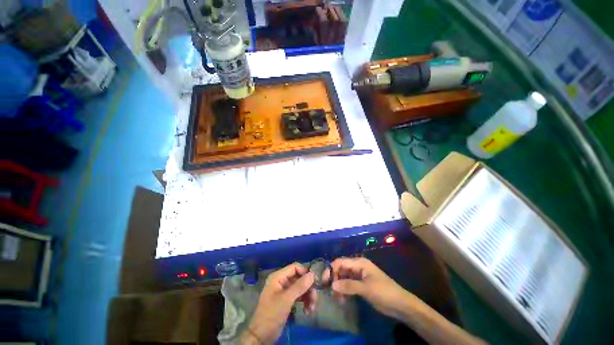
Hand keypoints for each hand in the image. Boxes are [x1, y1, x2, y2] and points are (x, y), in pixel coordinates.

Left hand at [240, 263, 315, 343]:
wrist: (261, 336)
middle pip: (299, 278)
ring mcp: (284, 291)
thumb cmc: (272, 314)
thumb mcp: (286, 299)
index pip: (295, 267)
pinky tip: (308, 311)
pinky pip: (299, 296)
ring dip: (308, 296)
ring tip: (312, 308)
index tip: (315, 282)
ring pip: (300, 288)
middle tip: (315, 298)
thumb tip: (312, 274)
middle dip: (308, 288)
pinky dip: (304, 302)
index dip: (305, 272)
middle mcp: (281, 281)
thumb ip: (300, 286)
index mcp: (278, 277)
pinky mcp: (287, 300)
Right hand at [330, 257, 410, 319]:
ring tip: (337, 299)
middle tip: (330, 292)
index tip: (325, 281)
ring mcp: (359, 276)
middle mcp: (358, 267)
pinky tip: (342, 299)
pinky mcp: (361, 285)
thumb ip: (349, 285)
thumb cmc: (384, 292)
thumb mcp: (366, 289)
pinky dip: (344, 290)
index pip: (341, 262)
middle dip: (335, 279)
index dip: (332, 269)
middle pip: (341, 269)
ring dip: (339, 286)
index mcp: (360, 263)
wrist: (400, 305)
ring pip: (344, 278)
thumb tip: (332, 285)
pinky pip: (348, 285)